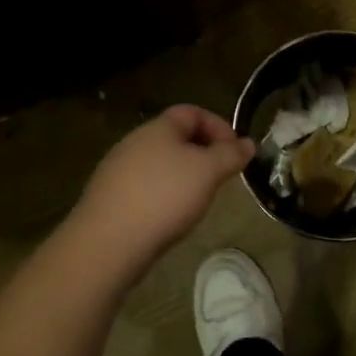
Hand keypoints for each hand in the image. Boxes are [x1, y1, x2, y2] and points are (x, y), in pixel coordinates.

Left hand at [65, 106, 254, 276]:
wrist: (107, 243)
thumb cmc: (164, 197)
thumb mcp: (208, 172)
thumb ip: (230, 155)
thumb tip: (248, 143)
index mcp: (158, 127)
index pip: (193, 112)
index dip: (219, 126)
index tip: (236, 152)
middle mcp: (135, 142)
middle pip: (176, 137)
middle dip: (204, 153)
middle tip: (222, 177)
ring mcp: (118, 170)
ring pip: (161, 163)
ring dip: (185, 175)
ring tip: (200, 199)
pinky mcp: (110, 197)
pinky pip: (146, 187)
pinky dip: (165, 195)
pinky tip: (170, 217)